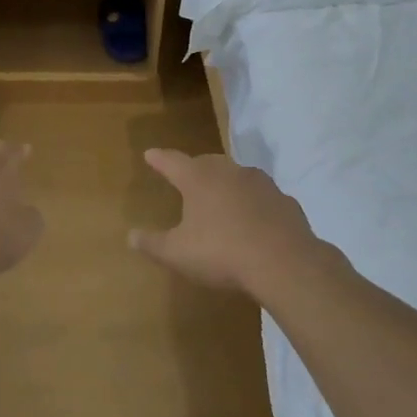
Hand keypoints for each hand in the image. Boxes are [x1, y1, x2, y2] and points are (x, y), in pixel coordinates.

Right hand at [129, 149, 328, 294]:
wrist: (285, 263)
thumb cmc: (221, 252)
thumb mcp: (177, 254)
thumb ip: (153, 243)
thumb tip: (131, 236)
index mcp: (198, 179)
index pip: (172, 161)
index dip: (159, 159)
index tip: (150, 154)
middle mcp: (229, 172)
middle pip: (206, 162)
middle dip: (194, 168)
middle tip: (186, 176)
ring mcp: (261, 184)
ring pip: (237, 176)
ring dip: (226, 183)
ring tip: (220, 198)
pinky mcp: (285, 201)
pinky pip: (262, 197)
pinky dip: (253, 203)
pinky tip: (252, 220)